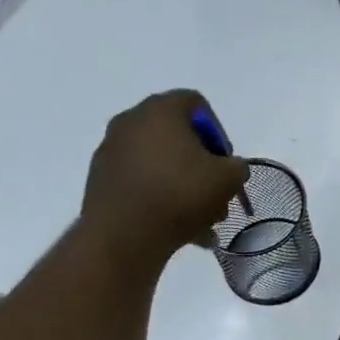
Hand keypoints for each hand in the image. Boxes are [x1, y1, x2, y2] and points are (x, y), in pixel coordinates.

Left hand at [79, 91, 248, 269]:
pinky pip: (142, 184)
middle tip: (217, 195)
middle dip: (202, 167)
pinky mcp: (101, 180)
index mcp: (161, 110)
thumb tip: (230, 169)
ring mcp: (112, 151)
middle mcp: (131, 122)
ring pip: (160, 165)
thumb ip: (237, 167)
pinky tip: (181, 230)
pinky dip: (161, 200)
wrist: (123, 235)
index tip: (225, 162)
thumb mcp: (228, 179)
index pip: (196, 104)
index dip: (218, 132)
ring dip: (185, 187)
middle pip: (177, 137)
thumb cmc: (180, 194)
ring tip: (203, 221)